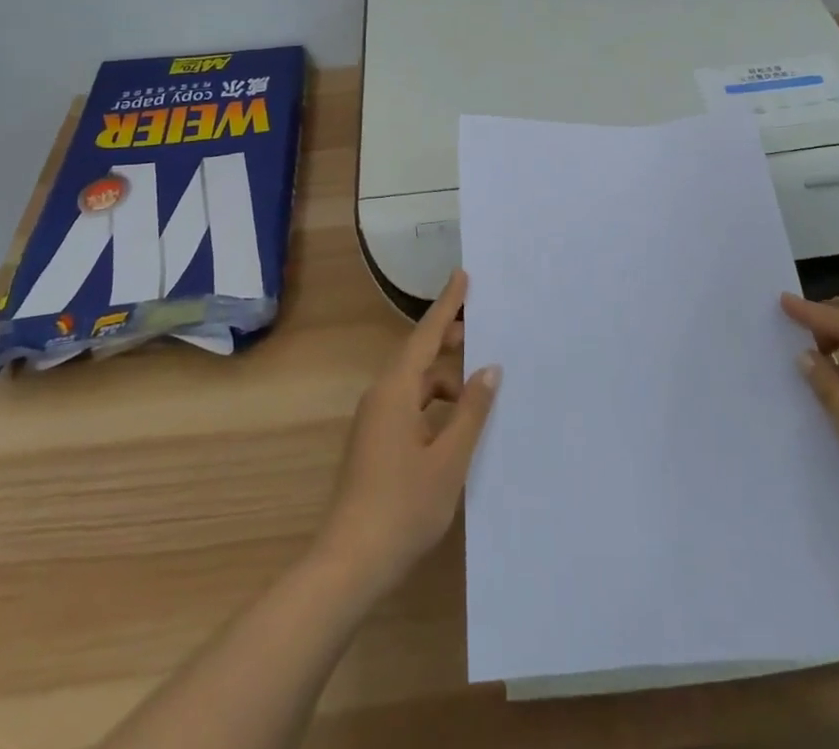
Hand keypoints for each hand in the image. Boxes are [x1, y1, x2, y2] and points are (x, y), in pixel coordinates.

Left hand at [316, 271, 500, 596]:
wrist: (349, 563)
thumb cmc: (403, 507)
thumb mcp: (449, 459)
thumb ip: (471, 411)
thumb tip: (489, 369)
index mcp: (396, 391)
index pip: (427, 335)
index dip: (447, 305)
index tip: (463, 275)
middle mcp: (381, 397)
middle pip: (419, 355)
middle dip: (449, 341)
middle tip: (483, 331)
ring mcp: (374, 422)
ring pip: (415, 384)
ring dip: (445, 380)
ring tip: (479, 390)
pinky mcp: (374, 444)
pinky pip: (409, 406)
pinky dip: (434, 405)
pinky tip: (456, 425)